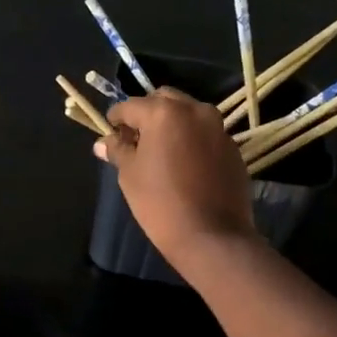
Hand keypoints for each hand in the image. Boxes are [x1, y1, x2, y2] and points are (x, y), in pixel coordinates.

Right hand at [94, 88, 257, 268]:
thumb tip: (103, 142)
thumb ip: (118, 150)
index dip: (116, 119)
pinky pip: (206, 134)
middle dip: (147, 114)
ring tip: (161, 151)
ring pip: (189, 115)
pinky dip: (192, 140)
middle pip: (164, 100)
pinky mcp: (233, 148)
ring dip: (172, 124)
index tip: (110, 132)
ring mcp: (218, 128)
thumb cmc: (160, 203)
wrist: (211, 235)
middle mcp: (195, 110)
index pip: (131, 106)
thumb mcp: (130, 175)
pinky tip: (185, 165)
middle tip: (136, 139)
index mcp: (164, 112)